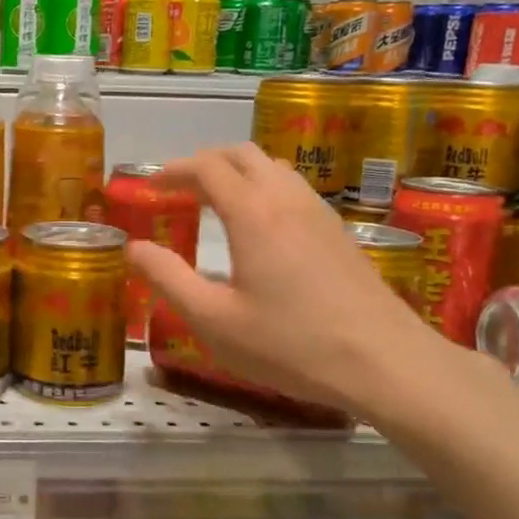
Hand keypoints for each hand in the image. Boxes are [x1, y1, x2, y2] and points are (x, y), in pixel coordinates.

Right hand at [125, 143, 461, 418]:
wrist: (385, 363)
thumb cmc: (290, 344)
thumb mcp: (214, 320)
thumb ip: (167, 279)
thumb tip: (133, 248)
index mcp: (252, 213)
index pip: (206, 167)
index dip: (172, 170)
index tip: (149, 186)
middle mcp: (286, 199)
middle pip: (241, 155)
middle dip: (203, 163)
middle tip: (177, 190)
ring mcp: (318, 212)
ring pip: (272, 167)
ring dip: (236, 173)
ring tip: (213, 203)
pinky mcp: (338, 231)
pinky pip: (292, 188)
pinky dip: (263, 188)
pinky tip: (258, 228)